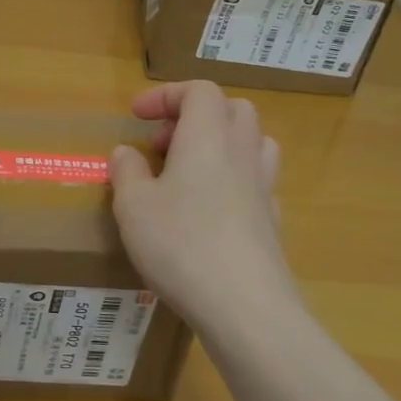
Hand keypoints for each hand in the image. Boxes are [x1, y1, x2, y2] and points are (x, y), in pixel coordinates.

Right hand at [108, 80, 299, 330]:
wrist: (246, 310)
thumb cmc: (181, 245)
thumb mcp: (133, 206)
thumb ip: (127, 171)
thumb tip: (126, 153)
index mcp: (207, 138)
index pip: (199, 90)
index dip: (167, 95)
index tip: (138, 117)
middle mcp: (242, 153)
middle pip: (233, 109)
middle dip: (196, 116)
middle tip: (163, 144)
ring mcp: (264, 189)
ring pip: (253, 143)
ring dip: (221, 144)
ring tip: (188, 172)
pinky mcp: (274, 223)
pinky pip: (257, 182)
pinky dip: (234, 181)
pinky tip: (209, 211)